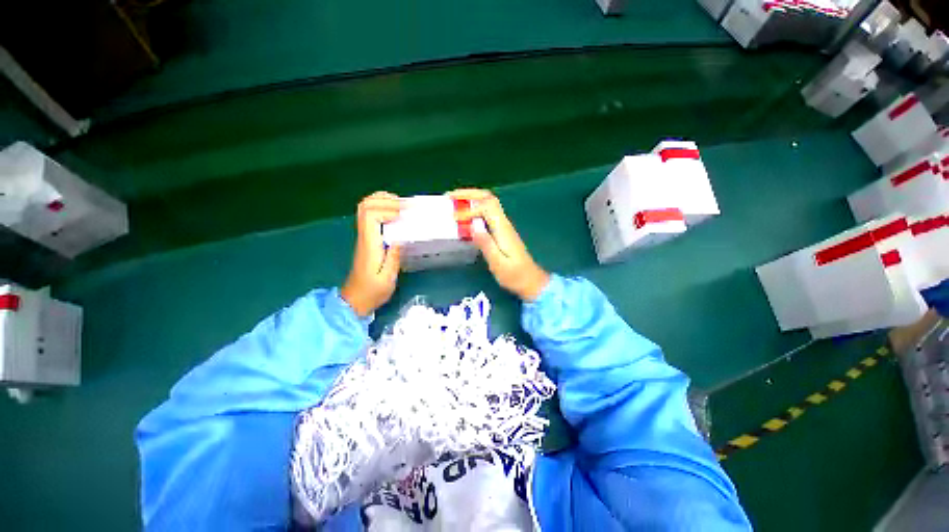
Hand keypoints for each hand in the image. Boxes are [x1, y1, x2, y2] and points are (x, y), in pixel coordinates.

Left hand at [341, 192, 403, 316]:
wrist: (356, 300)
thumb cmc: (373, 291)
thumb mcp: (388, 278)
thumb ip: (394, 258)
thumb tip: (401, 238)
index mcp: (369, 244)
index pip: (370, 216)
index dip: (387, 209)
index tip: (403, 215)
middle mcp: (364, 237)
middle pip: (365, 206)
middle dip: (384, 199)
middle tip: (404, 204)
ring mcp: (363, 237)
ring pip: (365, 208)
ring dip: (381, 201)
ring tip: (400, 204)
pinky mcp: (366, 239)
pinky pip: (370, 216)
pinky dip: (381, 208)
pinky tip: (394, 213)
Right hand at [451, 189, 549, 301]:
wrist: (530, 280)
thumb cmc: (514, 275)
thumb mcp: (498, 263)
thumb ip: (486, 245)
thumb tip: (473, 227)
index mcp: (503, 229)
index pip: (486, 207)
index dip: (469, 209)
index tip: (455, 219)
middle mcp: (503, 224)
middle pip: (488, 198)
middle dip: (468, 194)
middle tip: (450, 197)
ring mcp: (503, 227)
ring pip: (487, 204)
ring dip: (470, 200)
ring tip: (453, 203)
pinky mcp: (501, 232)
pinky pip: (487, 214)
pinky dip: (474, 211)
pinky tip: (464, 218)